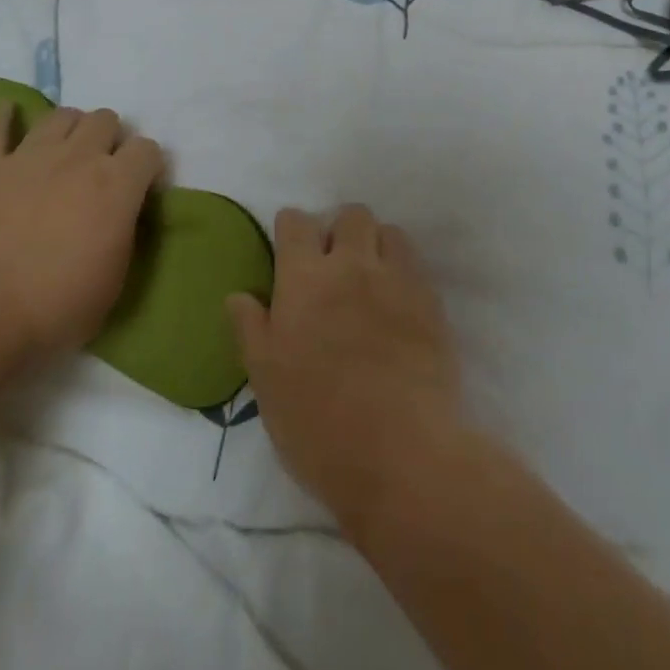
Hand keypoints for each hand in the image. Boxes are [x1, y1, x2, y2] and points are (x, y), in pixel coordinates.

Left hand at [0, 105, 163, 359]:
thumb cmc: (57, 306)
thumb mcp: (115, 277)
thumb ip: (124, 232)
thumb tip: (122, 214)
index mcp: (118, 185)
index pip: (148, 149)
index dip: (148, 165)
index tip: (141, 186)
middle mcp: (79, 158)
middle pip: (106, 120)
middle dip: (110, 138)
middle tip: (102, 167)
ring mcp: (30, 156)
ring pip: (61, 115)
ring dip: (70, 127)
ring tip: (65, 149)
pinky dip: (3, 117)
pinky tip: (8, 112)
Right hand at [228, 205, 462, 534]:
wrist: (401, 454)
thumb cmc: (318, 422)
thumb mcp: (266, 381)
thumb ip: (251, 329)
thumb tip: (238, 295)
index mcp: (304, 279)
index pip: (296, 222)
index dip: (291, 229)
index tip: (290, 250)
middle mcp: (352, 265)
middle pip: (351, 214)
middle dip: (340, 230)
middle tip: (333, 266)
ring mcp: (397, 280)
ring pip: (389, 232)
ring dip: (376, 245)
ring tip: (370, 280)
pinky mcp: (431, 302)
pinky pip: (416, 265)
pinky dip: (403, 272)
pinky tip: (397, 306)